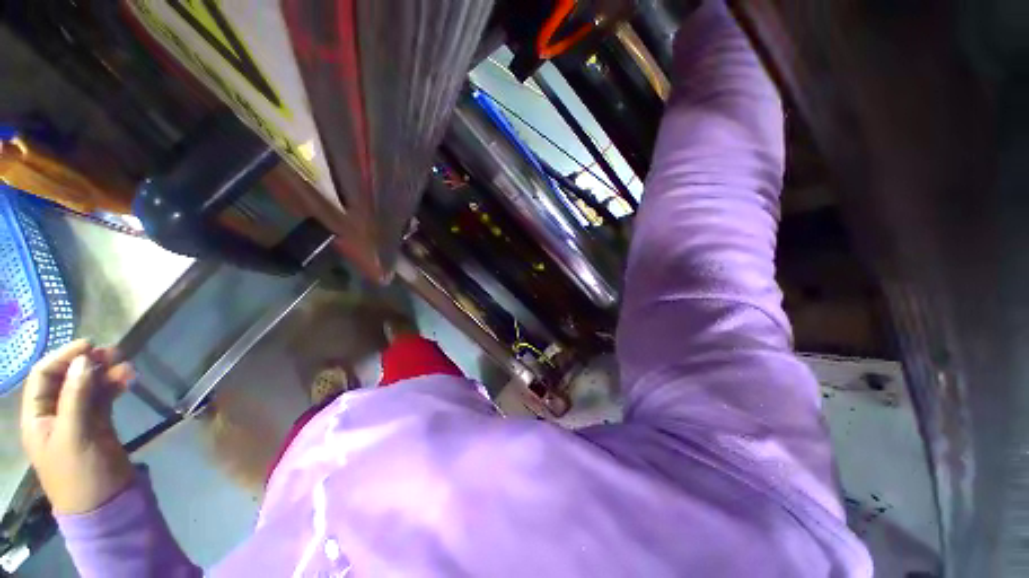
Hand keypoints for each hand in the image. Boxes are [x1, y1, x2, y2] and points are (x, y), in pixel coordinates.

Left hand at [20, 340, 135, 514]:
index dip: (63, 357)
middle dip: (88, 363)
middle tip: (113, 352)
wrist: (105, 503)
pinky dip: (115, 385)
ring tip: (126, 365)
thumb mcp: (74, 435)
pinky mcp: (99, 423)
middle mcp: (55, 413)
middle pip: (68, 378)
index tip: (88, 346)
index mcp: (38, 416)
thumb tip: (83, 360)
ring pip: (89, 386)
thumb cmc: (79, 472)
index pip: (44, 376)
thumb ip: (75, 397)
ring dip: (105, 373)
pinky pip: (104, 397)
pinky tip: (128, 379)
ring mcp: (78, 418)